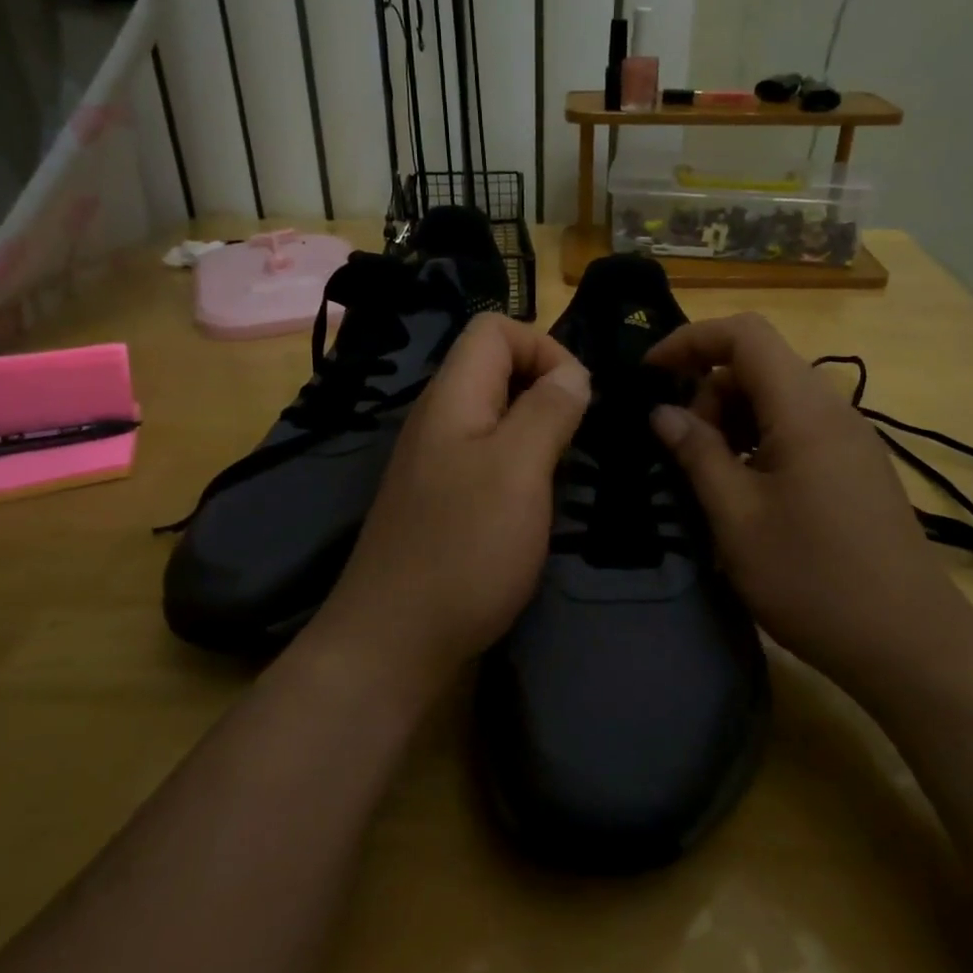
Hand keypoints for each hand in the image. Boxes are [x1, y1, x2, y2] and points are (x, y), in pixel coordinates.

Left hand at [316, 313, 589, 698]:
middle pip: (495, 367)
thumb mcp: (518, 469)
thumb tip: (573, 372)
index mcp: (452, 398)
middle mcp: (438, 419)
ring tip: (564, 469)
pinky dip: (520, 463)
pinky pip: (487, 456)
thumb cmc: (464, 549)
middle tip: (576, 437)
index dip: (544, 347)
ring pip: (495, 414)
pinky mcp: (441, 500)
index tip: (578, 398)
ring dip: (536, 428)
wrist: (395, 643)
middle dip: (545, 387)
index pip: (495, 329)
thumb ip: (547, 410)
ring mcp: (436, 462)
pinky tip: (535, 502)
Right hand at [646, 313, 966, 690]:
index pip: (745, 334)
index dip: (690, 340)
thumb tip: (663, 413)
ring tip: (712, 477)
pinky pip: (798, 429)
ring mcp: (850, 439)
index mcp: (804, 410)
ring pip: (777, 399)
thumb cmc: (813, 579)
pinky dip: (760, 441)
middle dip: (709, 392)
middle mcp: (833, 410)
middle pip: (759, 366)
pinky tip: (749, 493)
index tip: (649, 373)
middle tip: (686, 452)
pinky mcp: (856, 467)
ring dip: (733, 421)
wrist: (910, 644)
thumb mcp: (737, 518)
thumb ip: (697, 454)